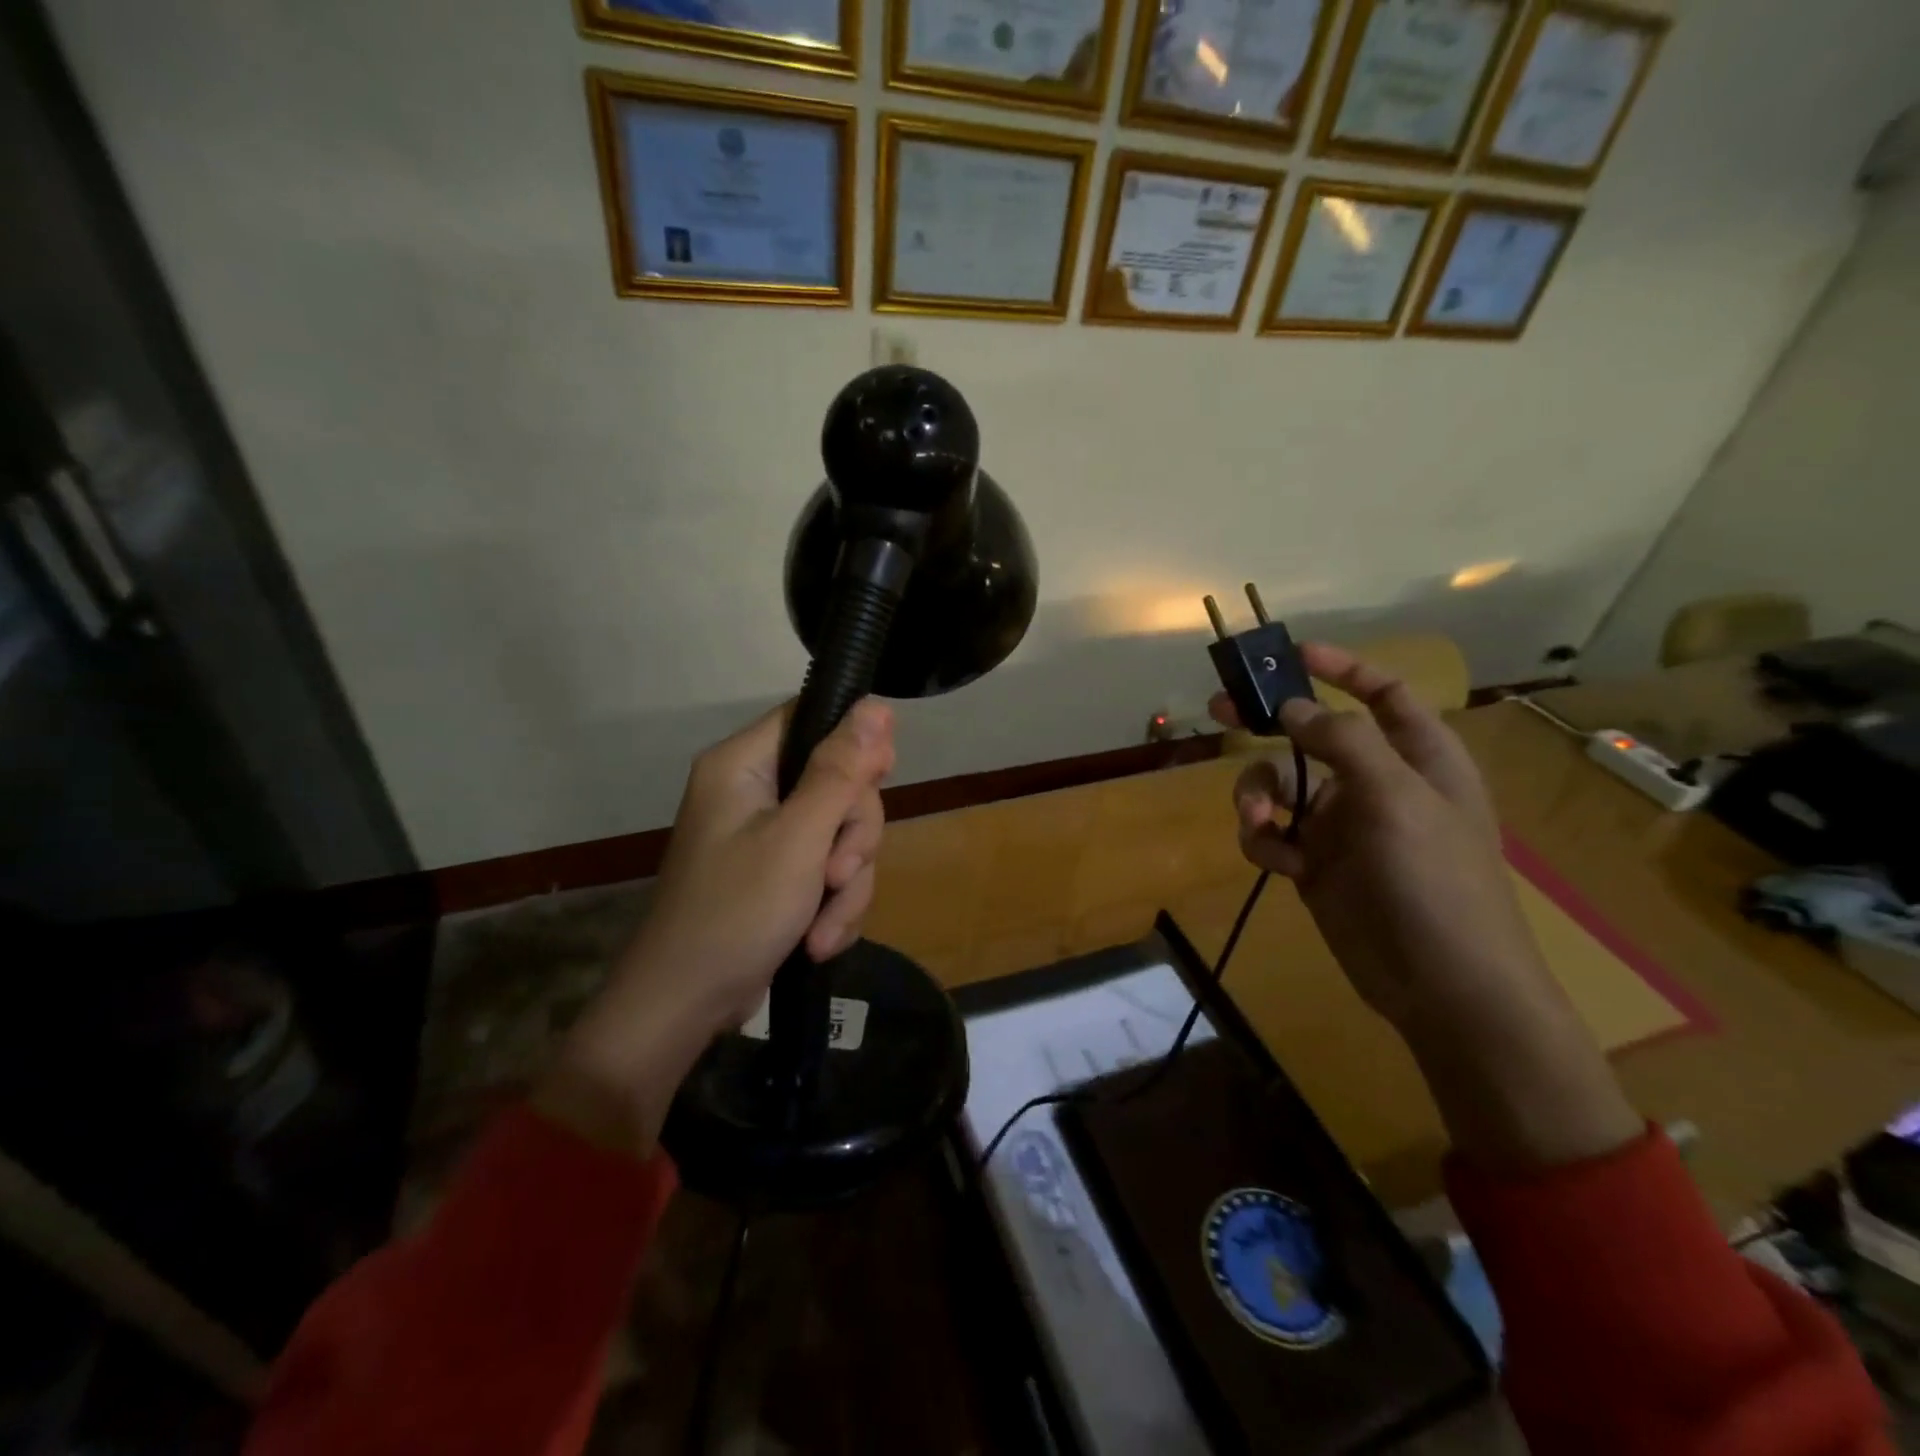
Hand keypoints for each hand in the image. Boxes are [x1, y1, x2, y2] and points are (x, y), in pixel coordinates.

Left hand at [536, 700, 894, 1156]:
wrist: (684, 1006)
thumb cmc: (735, 913)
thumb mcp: (797, 840)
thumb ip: (840, 772)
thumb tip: (877, 704)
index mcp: (744, 764)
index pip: (813, 719)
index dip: (856, 746)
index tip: (880, 781)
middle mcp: (755, 790)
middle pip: (839, 783)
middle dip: (852, 838)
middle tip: (837, 876)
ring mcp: (767, 835)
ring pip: (841, 833)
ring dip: (845, 885)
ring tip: (823, 928)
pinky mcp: (778, 874)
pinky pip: (829, 870)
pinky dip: (832, 906)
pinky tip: (819, 940)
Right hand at [1211, 644, 1524, 1030]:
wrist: (1442, 984)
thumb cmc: (1434, 879)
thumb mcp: (1396, 797)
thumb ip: (1342, 741)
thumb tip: (1290, 706)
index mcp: (1418, 757)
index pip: (1383, 694)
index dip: (1343, 668)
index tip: (1293, 655)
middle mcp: (1376, 783)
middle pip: (1312, 735)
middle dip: (1268, 724)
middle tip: (1219, 709)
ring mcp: (1342, 826)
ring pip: (1280, 785)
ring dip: (1256, 795)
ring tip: (1257, 818)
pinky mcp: (1314, 864)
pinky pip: (1272, 833)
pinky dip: (1263, 839)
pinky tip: (1275, 859)